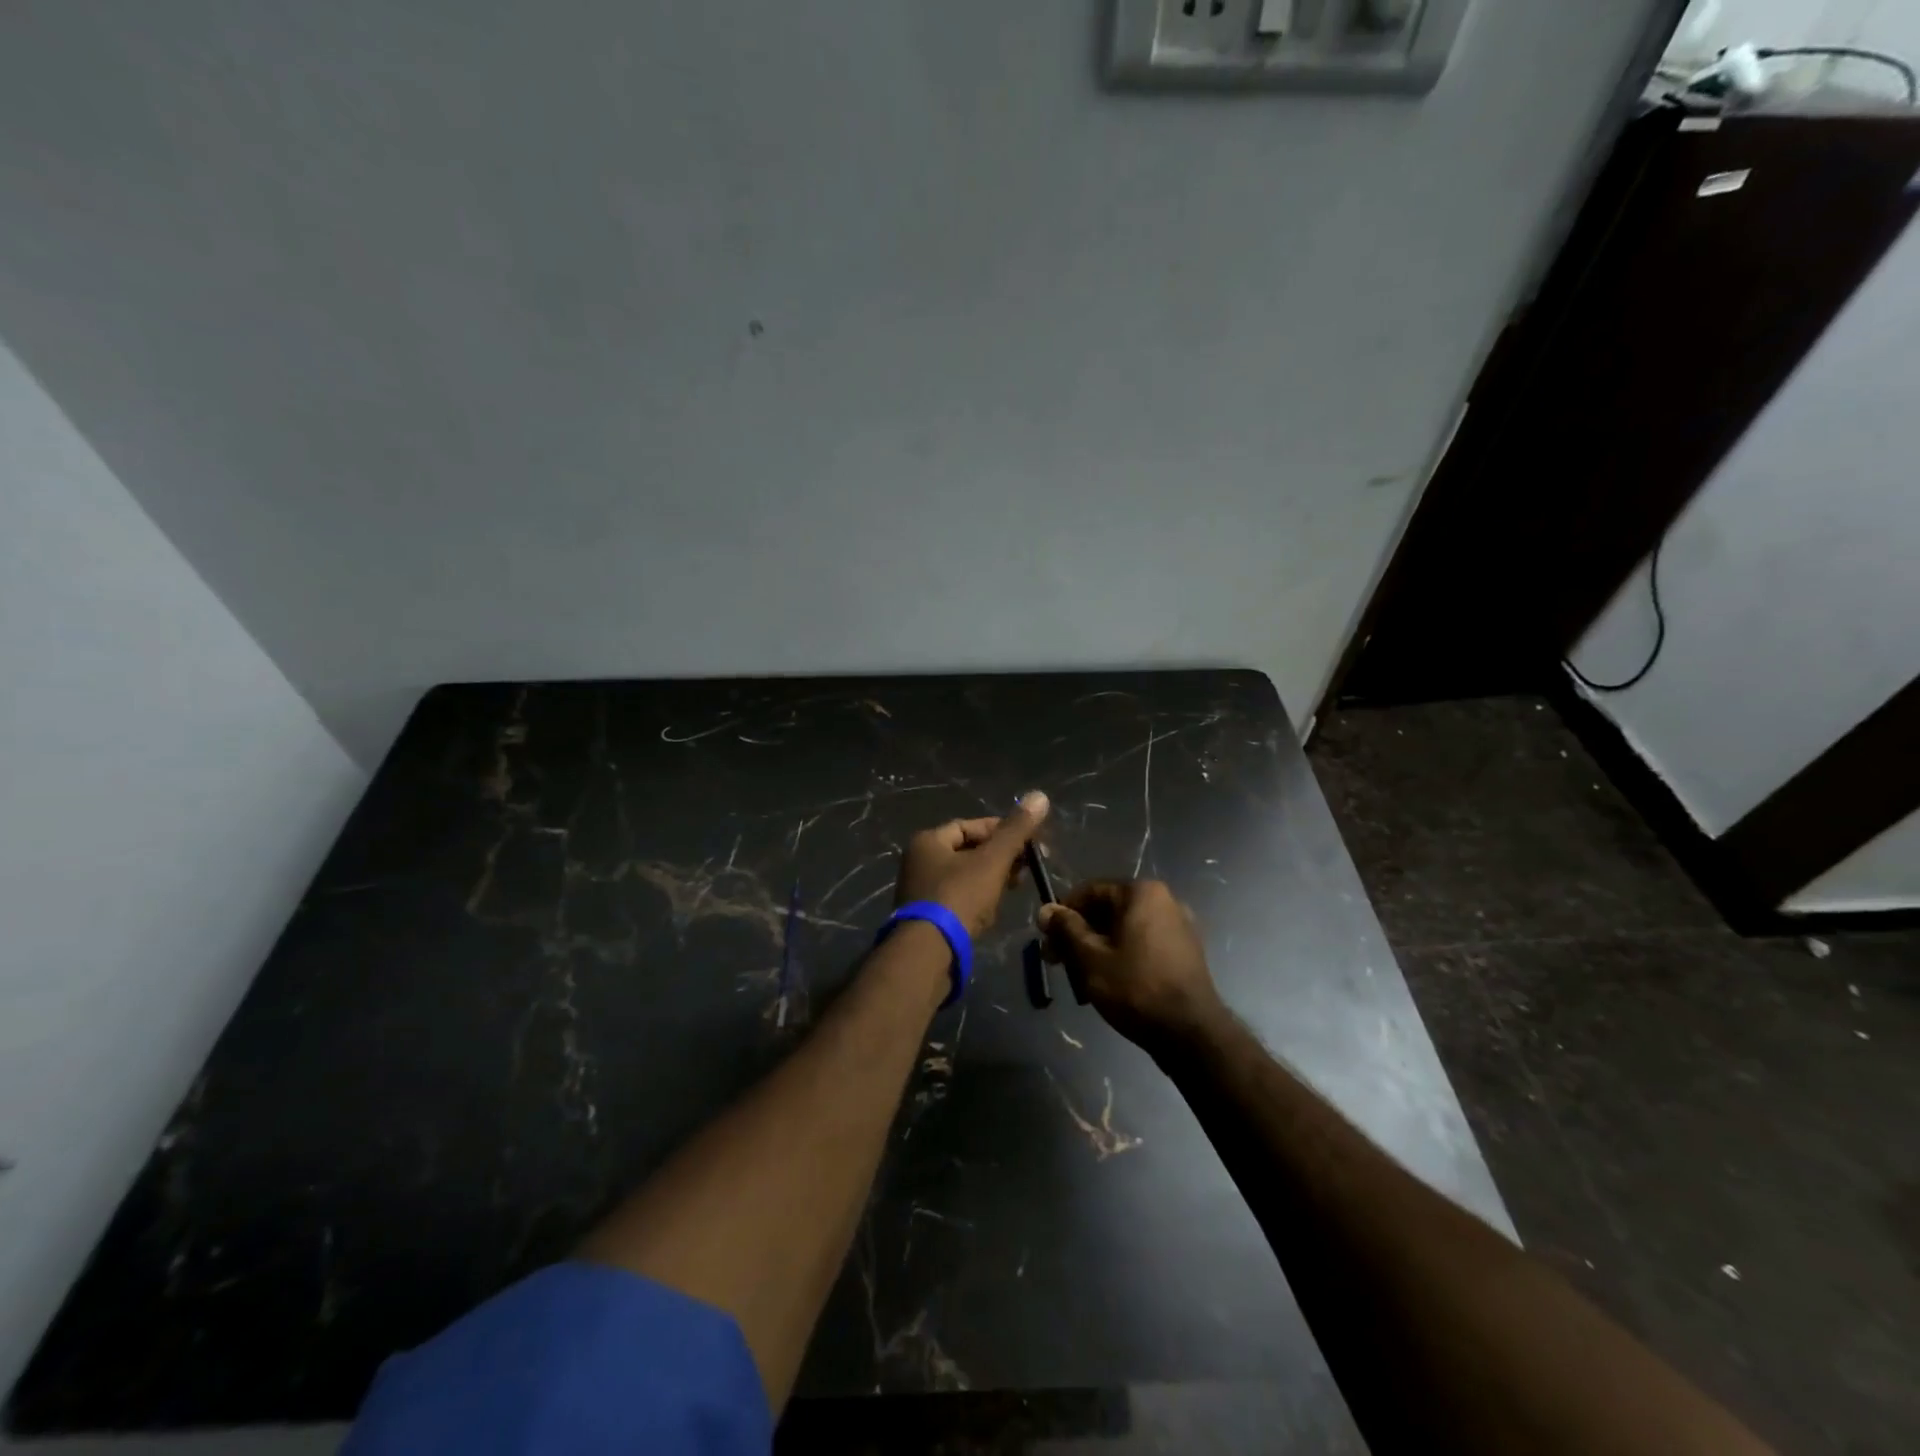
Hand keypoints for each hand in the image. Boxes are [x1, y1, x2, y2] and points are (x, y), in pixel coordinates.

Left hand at [894, 792, 1049, 938]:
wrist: (929, 953)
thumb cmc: (959, 897)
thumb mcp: (992, 860)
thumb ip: (1016, 830)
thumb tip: (1040, 795)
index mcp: (928, 841)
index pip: (969, 826)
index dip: (1000, 830)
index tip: (1027, 842)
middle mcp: (918, 862)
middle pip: (967, 851)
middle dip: (999, 857)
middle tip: (1027, 867)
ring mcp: (920, 891)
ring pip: (964, 877)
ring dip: (991, 879)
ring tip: (1015, 888)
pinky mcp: (926, 918)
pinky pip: (957, 900)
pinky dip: (977, 900)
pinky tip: (993, 911)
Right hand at [1038, 880, 1225, 1055]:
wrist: (1190, 1033)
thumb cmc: (1135, 988)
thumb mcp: (1090, 958)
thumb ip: (1066, 929)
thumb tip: (1046, 909)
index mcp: (1142, 893)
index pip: (1090, 891)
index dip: (1063, 913)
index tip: (1047, 939)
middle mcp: (1164, 900)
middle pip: (1108, 910)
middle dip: (1079, 934)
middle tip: (1058, 962)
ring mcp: (1179, 926)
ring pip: (1125, 929)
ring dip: (1098, 947)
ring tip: (1080, 976)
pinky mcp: (1185, 951)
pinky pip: (1143, 943)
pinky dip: (1122, 955)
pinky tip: (1109, 981)